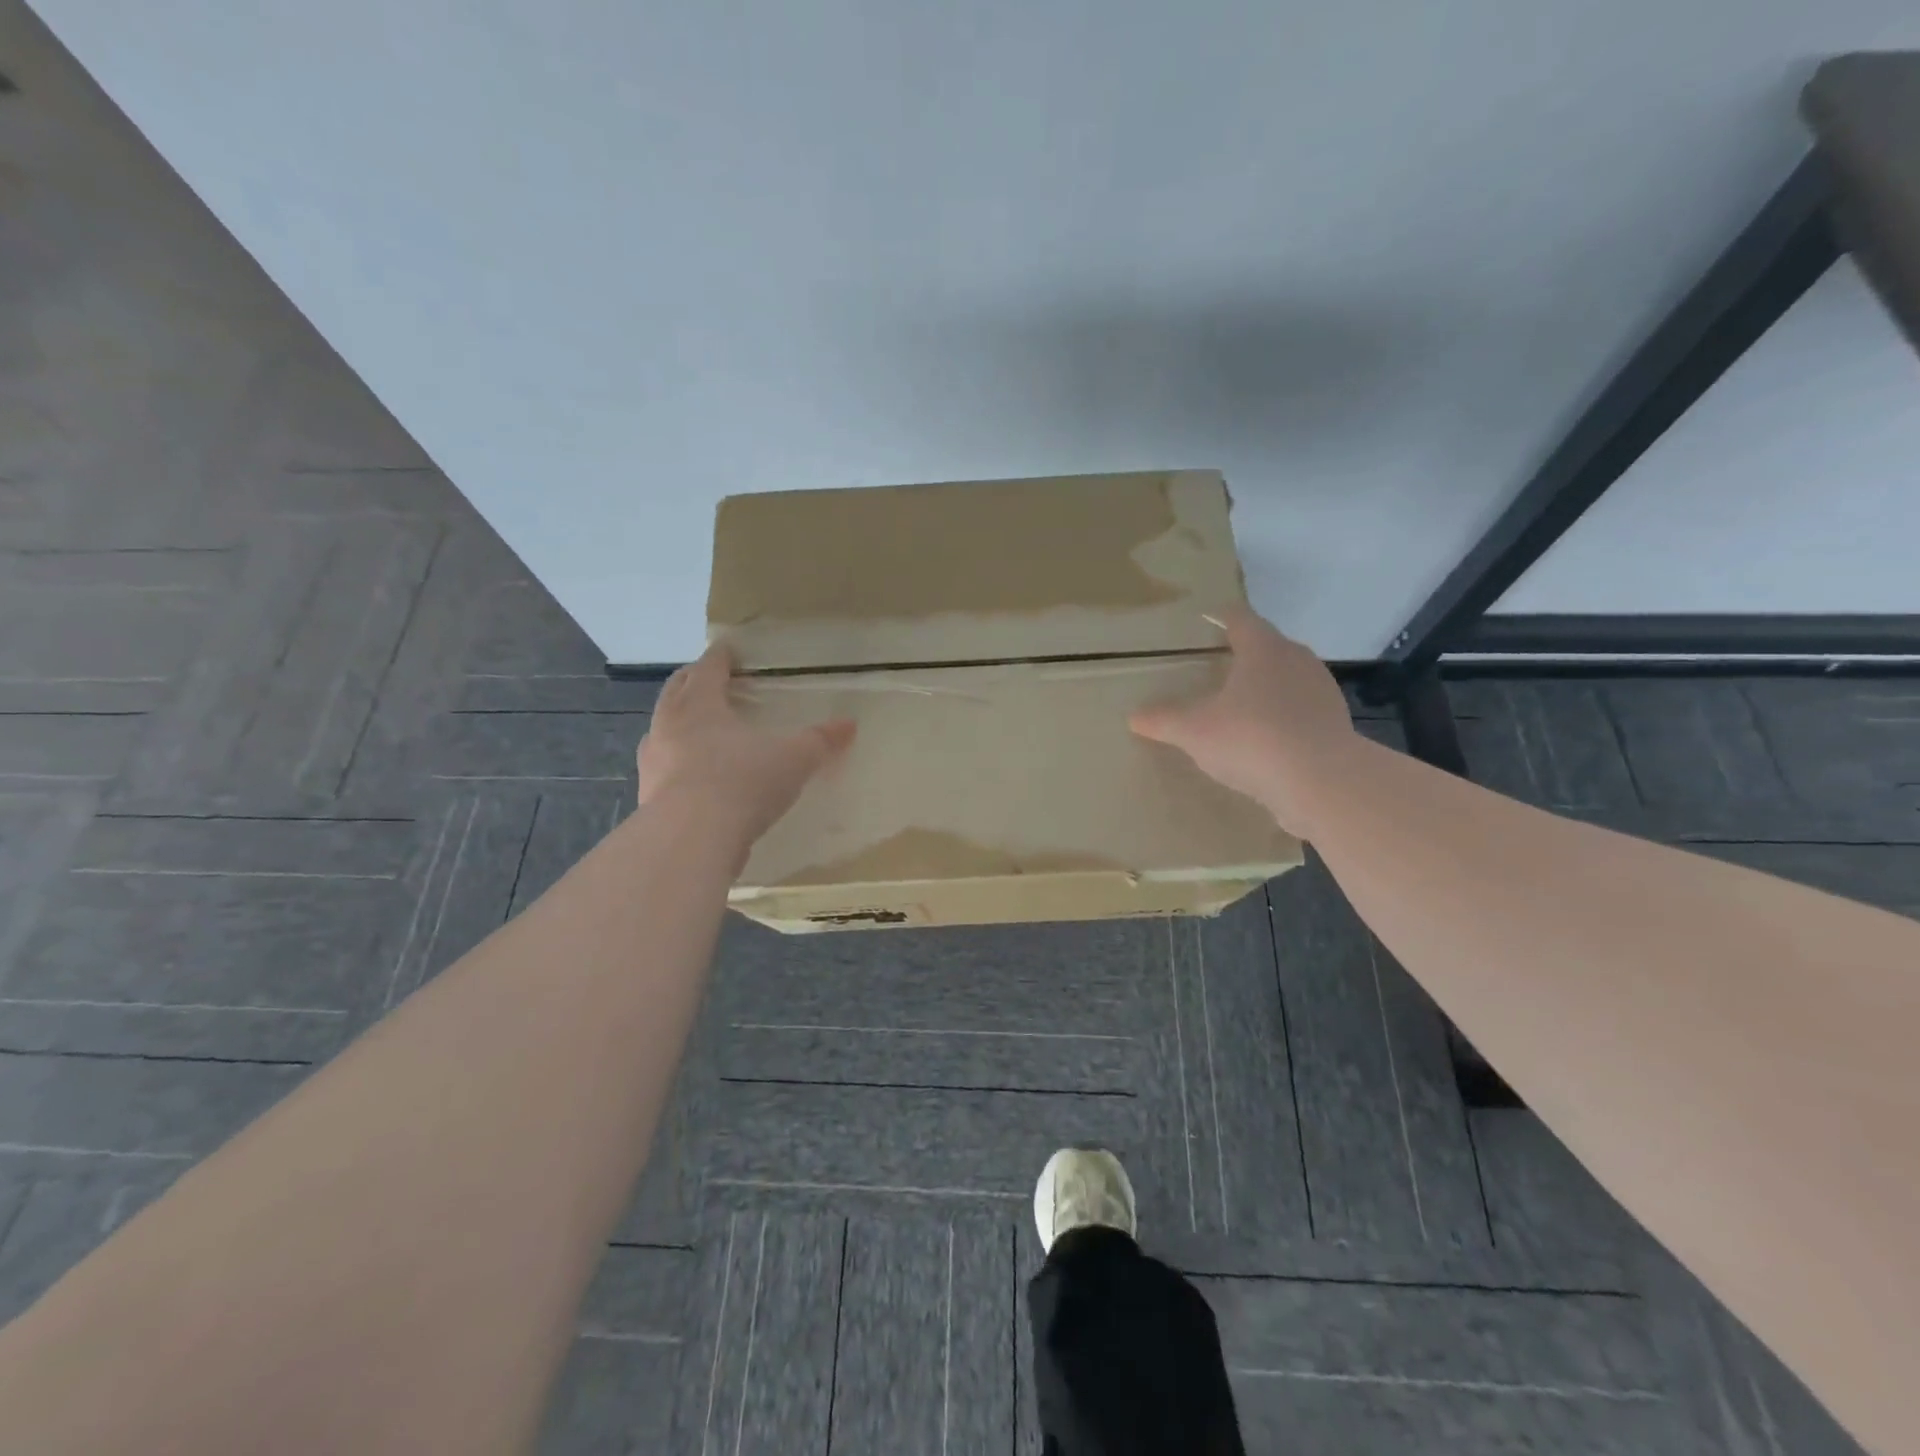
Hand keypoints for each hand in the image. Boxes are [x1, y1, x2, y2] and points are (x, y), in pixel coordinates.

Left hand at [636, 643, 854, 843]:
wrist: (691, 839)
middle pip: (676, 691)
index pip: (708, 668)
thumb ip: (820, 741)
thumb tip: (850, 724)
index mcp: (700, 704)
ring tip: (696, 726)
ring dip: (677, 721)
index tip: (727, 648)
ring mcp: (653, 761)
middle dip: (692, 681)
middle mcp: (669, 725)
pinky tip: (693, 774)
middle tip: (707, 678)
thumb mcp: (794, 759)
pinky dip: (676, 761)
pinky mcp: (647, 796)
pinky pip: (662, 767)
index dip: (720, 656)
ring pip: (662, 728)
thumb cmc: (743, 782)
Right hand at [1130, 607, 1356, 838]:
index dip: (1222, 617)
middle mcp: (1297, 660)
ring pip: (1288, 677)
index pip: (1240, 619)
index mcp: (1263, 649)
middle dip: (1246, 653)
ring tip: (1243, 704)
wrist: (1321, 781)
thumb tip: (1134, 716)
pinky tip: (1267, 738)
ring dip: (1267, 686)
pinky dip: (1284, 716)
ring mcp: (1321, 691)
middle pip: (1268, 646)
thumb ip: (1163, 720)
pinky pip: (1302, 710)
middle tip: (1220, 665)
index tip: (1209, 618)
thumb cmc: (1251, 738)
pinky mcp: (1335, 723)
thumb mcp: (1193, 731)